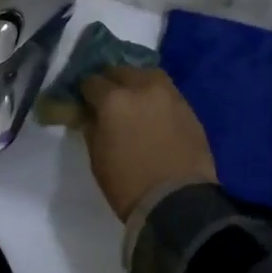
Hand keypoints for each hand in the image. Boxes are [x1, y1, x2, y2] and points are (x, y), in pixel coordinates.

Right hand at [80, 66, 217, 221]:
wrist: (177, 201)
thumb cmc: (127, 184)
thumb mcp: (97, 157)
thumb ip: (92, 127)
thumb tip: (91, 114)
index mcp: (114, 100)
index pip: (91, 82)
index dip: (84, 91)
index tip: (83, 100)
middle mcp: (142, 88)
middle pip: (121, 71)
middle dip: (110, 82)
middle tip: (106, 98)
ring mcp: (169, 95)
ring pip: (148, 75)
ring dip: (136, 83)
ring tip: (132, 99)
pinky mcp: (189, 108)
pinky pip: (167, 92)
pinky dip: (156, 96)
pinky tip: (153, 112)